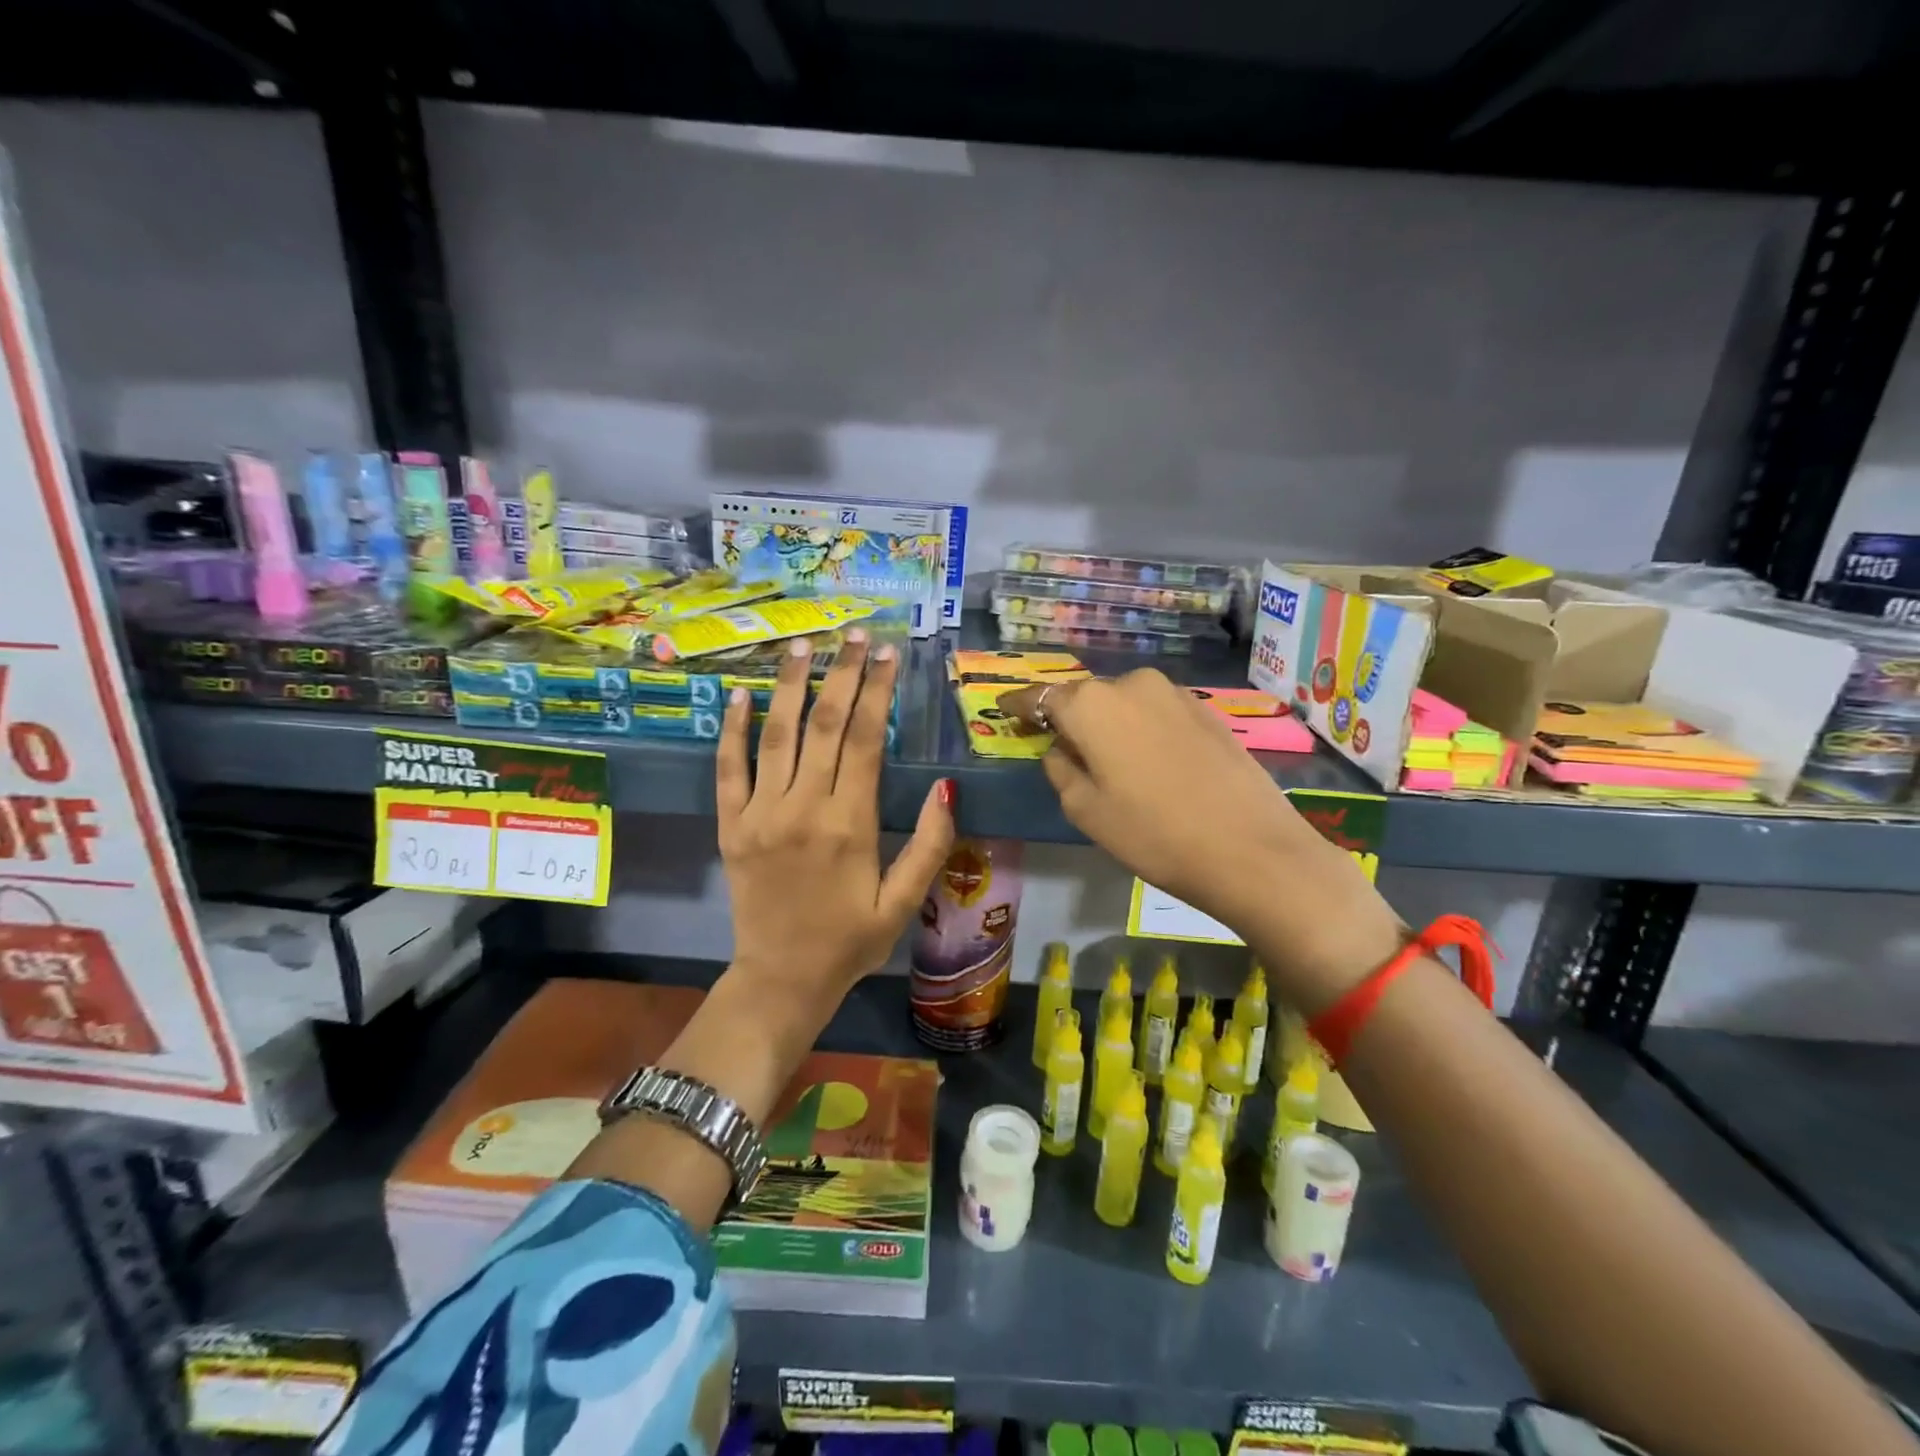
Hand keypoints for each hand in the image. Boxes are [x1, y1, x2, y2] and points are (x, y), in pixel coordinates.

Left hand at [718, 630, 954, 1025]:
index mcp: (849, 823)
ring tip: (803, 645)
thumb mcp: (902, 902)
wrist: (780, 980)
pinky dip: (732, 730)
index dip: (877, 691)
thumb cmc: (849, 942)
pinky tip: (739, 695)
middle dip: (841, 674)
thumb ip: (928, 843)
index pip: (864, 740)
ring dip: (790, 686)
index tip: (887, 654)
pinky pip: (727, 770)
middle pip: (824, 725)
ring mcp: (760, 814)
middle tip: (854, 634)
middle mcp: (802, 807)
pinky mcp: (731, 826)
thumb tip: (947, 785)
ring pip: (776, 735)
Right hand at [1000, 670, 1401, 1009]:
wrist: (1251, 849)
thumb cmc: (1153, 834)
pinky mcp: (1206, 710)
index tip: (1004, 710)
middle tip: (1061, 747)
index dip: (1019, 705)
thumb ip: (1061, 769)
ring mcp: (1173, 693)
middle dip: (1069, 717)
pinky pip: (1155, 711)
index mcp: (1091, 705)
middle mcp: (1130, 683)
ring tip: (1109, 760)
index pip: (1041, 696)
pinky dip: (1141, 727)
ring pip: (1123, 702)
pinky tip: (1149, 760)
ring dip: (1109, 723)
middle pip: (1085, 697)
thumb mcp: (1086, 810)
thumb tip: (1060, 748)